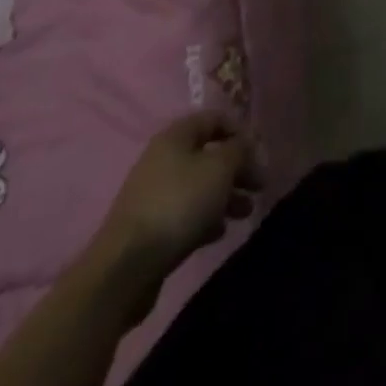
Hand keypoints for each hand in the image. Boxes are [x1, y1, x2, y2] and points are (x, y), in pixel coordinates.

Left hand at [97, 110, 260, 270]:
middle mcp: (163, 158)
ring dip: (226, 195)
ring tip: (246, 212)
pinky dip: (206, 217)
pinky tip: (219, 232)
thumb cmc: (179, 204)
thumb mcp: (219, 169)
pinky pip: (186, 212)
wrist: (126, 267)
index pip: (214, 119)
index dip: (240, 131)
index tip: (260, 152)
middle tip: (259, 186)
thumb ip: (239, 150)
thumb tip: (247, 141)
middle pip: (208, 155)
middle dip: (237, 168)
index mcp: (176, 136)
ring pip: (199, 186)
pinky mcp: (150, 226)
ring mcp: (154, 194)